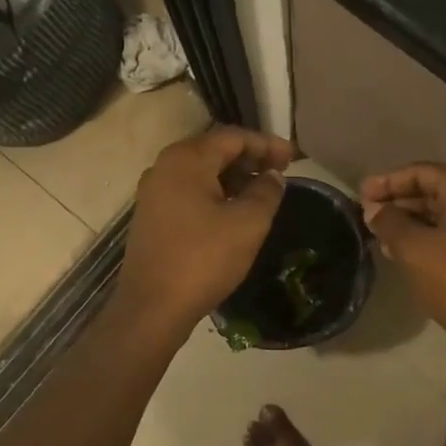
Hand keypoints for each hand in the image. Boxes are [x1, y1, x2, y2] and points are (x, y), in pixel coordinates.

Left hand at [117, 125, 294, 335]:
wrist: (152, 308)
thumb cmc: (204, 259)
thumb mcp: (248, 224)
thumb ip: (266, 191)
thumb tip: (272, 176)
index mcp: (187, 159)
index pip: (233, 137)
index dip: (267, 144)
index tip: (294, 158)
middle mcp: (165, 166)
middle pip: (215, 149)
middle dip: (250, 157)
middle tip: (280, 172)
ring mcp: (154, 191)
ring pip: (201, 171)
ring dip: (234, 176)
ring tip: (262, 191)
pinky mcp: (151, 214)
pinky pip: (189, 190)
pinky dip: (215, 191)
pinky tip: (233, 210)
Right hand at [360, 163, 445, 347]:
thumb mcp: (415, 249)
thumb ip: (390, 223)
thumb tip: (375, 210)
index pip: (422, 171)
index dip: (388, 181)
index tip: (361, 196)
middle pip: (434, 191)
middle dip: (399, 202)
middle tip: (368, 217)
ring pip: (444, 216)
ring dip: (412, 223)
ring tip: (381, 239)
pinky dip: (430, 240)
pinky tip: (407, 257)